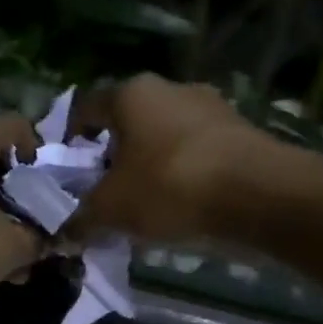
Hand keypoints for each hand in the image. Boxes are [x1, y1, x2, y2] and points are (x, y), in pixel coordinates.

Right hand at [67, 74, 270, 242]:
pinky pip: (197, 153)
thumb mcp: (111, 210)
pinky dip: (183, 174)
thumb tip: (63, 234)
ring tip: (144, 205)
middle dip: (113, 156)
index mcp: (132, 94)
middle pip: (128, 122)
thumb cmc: (169, 187)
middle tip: (104, 192)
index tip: (69, 170)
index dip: (71, 138)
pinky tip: (182, 206)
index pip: (87, 107)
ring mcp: (211, 108)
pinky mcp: (241, 133)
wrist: (259, 195)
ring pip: (165, 137)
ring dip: (150, 166)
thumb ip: (81, 219)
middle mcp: (171, 88)